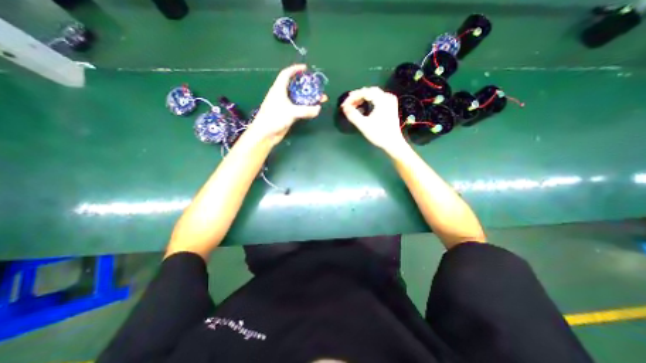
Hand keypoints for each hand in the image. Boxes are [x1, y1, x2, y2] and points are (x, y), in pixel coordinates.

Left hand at [249, 64, 324, 144]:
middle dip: (307, 86)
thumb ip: (306, 110)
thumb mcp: (291, 112)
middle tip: (317, 87)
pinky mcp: (287, 115)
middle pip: (295, 87)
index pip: (286, 74)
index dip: (295, 69)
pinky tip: (313, 109)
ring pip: (298, 99)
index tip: (306, 68)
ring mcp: (284, 106)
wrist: (266, 134)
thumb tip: (318, 109)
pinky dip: (306, 107)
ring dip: (309, 98)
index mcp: (279, 89)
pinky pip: (299, 108)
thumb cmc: (275, 118)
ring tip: (320, 99)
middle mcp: (281, 95)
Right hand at [340, 87, 405, 153]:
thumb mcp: (364, 125)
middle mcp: (387, 97)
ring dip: (362, 98)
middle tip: (347, 104)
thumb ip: (353, 115)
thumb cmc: (379, 134)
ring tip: (353, 105)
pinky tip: (363, 106)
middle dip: (357, 96)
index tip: (344, 105)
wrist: (393, 143)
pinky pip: (377, 98)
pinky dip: (369, 100)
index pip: (364, 92)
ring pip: (373, 94)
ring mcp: (390, 101)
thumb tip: (345, 108)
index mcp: (382, 100)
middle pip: (369, 91)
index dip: (352, 97)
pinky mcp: (390, 106)